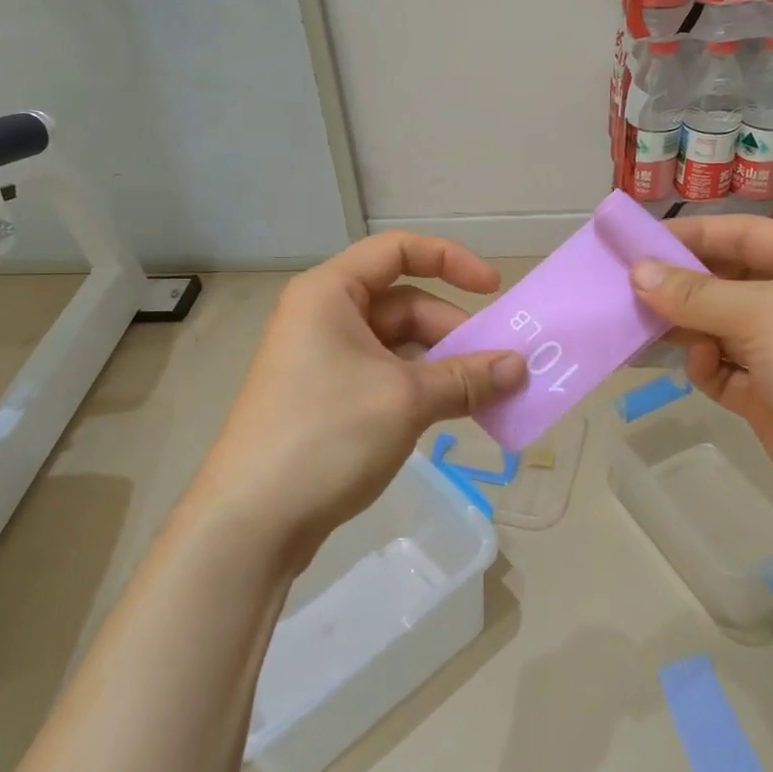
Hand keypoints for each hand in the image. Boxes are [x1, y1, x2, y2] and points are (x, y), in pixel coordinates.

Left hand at [189, 232, 525, 565]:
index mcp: (330, 293)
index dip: (451, 260)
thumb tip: (520, 367)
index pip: (398, 250)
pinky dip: (421, 391)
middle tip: (500, 369)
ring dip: (443, 367)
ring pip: (398, 347)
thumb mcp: (406, 399)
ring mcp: (322, 360)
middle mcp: (323, 317)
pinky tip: (451, 415)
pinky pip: (385, 378)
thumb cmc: (327, 435)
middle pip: (404, 305)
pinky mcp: (326, 400)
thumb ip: (467, 378)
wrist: (252, 521)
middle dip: (454, 333)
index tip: (494, 290)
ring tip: (485, 397)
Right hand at [629, 215, 772, 540]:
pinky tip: (703, 369)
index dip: (684, 236)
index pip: (737, 233)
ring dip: (685, 327)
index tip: (629, 241)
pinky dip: (706, 365)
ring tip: (644, 329)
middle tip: (621, 289)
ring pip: (714, 324)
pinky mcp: (769, 391)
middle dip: (677, 286)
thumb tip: (636, 272)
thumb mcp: (765, 314)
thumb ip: (695, 294)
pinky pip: (720, 366)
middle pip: (721, 279)